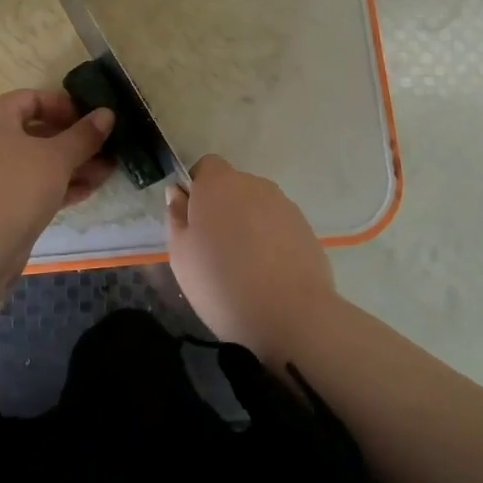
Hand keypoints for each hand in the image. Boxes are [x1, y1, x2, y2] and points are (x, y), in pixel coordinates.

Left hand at [0, 89, 114, 250]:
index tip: (90, 119)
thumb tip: (107, 114)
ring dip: (72, 165)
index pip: (31, 99)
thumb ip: (84, 135)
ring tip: (107, 171)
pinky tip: (88, 190)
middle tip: (105, 147)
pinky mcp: (0, 205)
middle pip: (36, 133)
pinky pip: (33, 186)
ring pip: (38, 163)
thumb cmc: (17, 184)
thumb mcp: (57, 156)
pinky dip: (58, 186)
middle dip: (74, 141)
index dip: (63, 105)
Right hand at [166, 155, 335, 364]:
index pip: (206, 166)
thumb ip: (176, 217)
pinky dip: (271, 241)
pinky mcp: (306, 228)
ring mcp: (284, 205)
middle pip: (233, 187)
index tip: (194, 220)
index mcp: (218, 184)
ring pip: (257, 207)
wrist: (292, 316)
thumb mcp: (181, 256)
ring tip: (245, 267)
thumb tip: (178, 193)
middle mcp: (253, 185)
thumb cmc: (222, 284)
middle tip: (215, 249)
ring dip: (248, 224)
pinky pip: (278, 226)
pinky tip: (269, 274)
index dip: (198, 188)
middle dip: (224, 209)